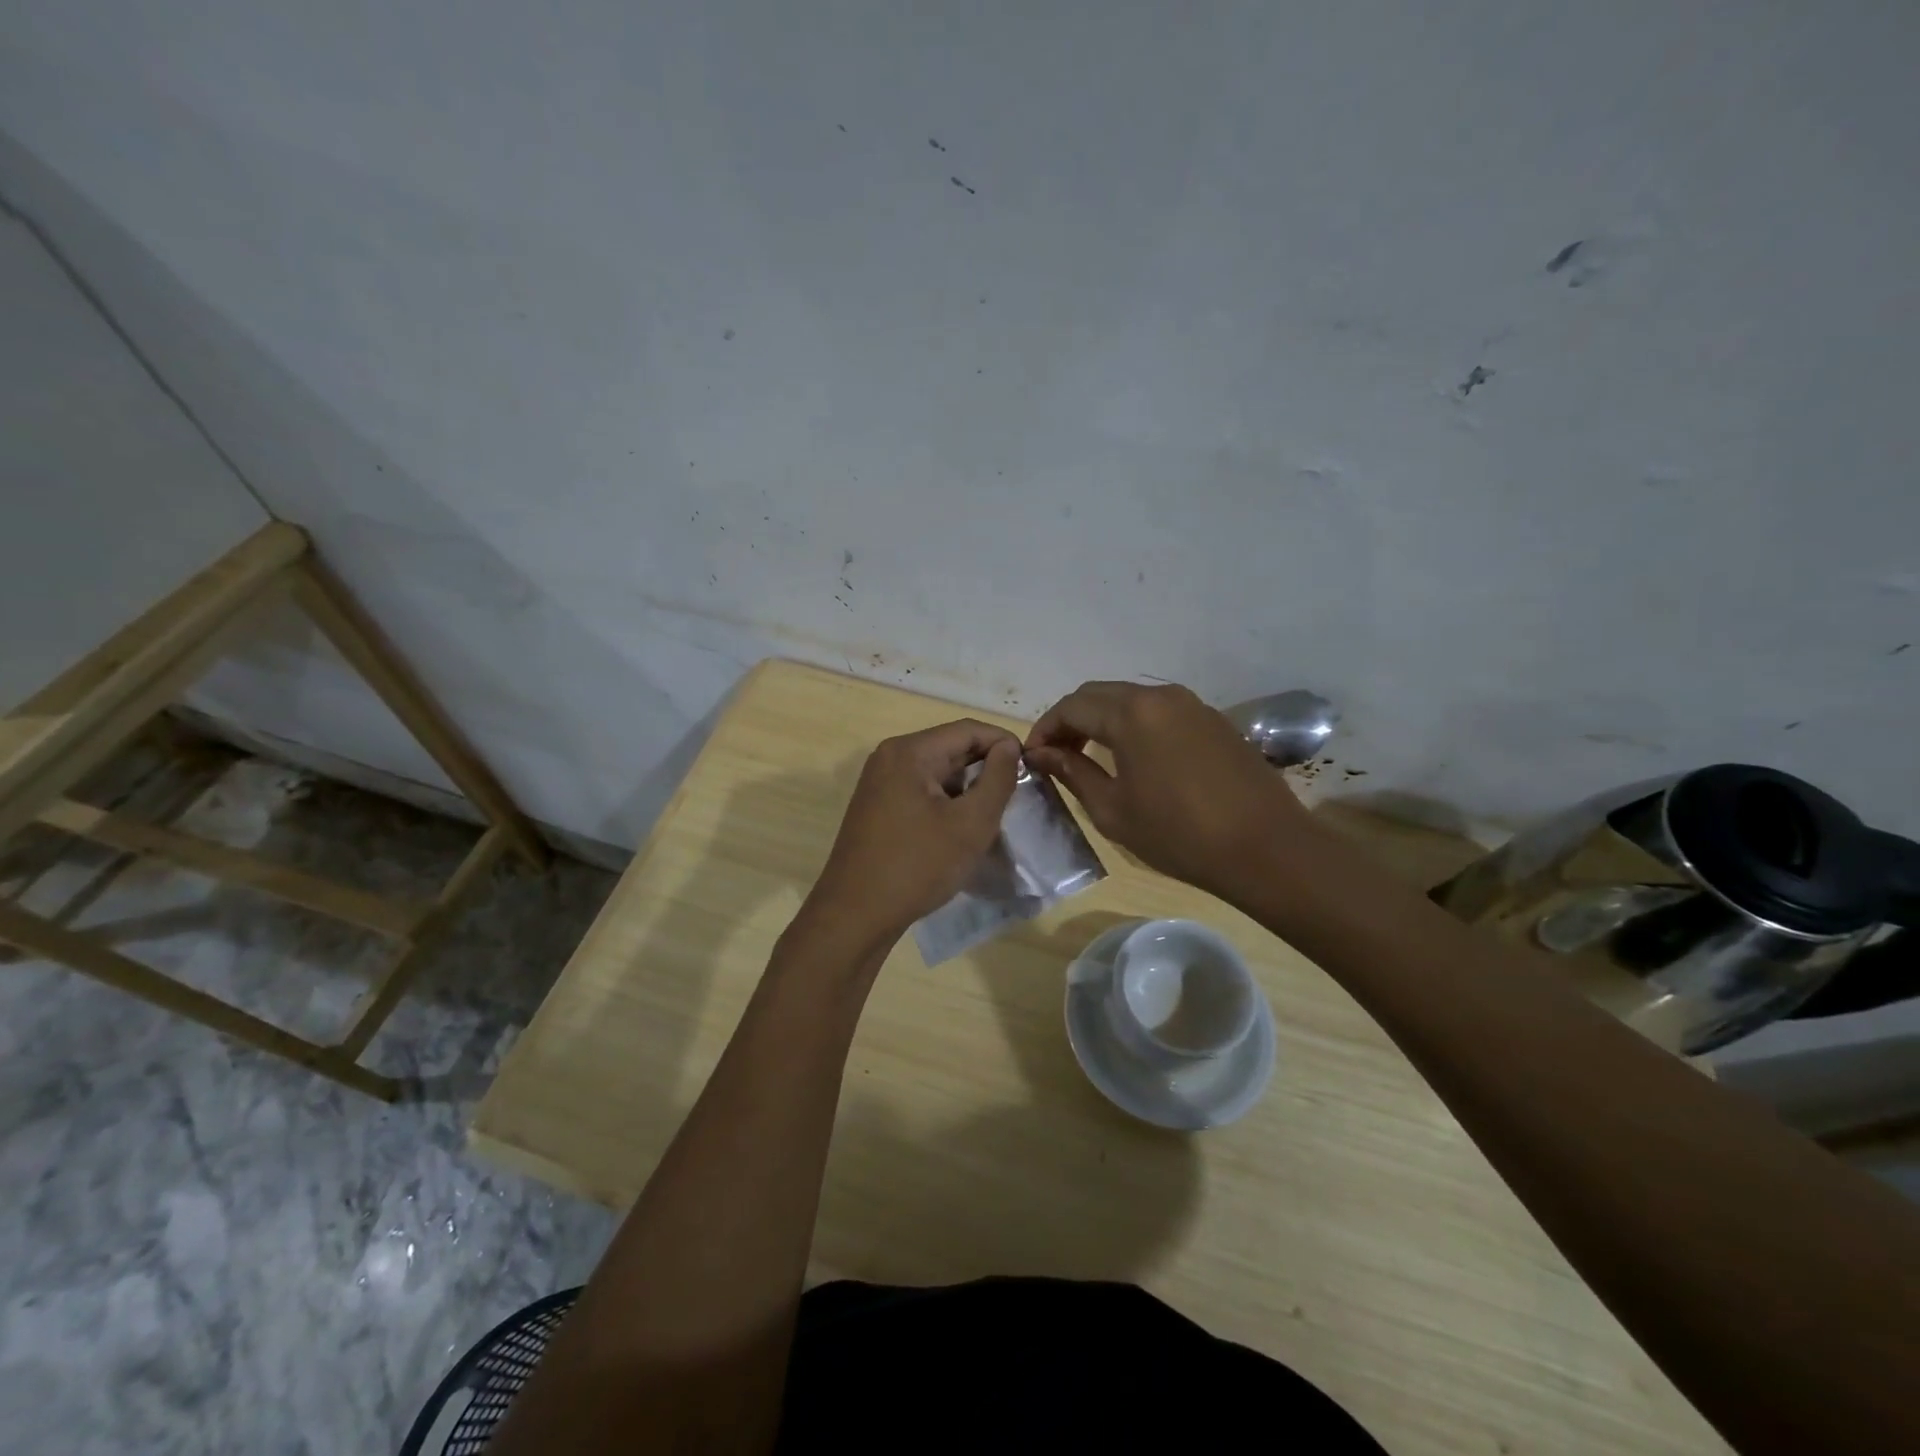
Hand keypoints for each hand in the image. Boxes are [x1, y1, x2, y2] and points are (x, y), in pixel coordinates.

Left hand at [806, 719, 1021, 942]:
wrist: (855, 915)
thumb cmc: (917, 866)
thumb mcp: (971, 824)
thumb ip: (998, 779)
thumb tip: (1009, 747)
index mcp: (909, 752)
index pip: (967, 729)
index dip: (1004, 743)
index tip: (1032, 768)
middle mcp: (889, 757)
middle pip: (950, 747)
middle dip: (986, 767)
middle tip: (1016, 794)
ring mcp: (879, 782)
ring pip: (936, 771)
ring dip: (967, 787)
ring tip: (993, 814)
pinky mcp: (877, 807)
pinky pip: (920, 790)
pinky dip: (946, 801)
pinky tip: (961, 828)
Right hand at [1026, 681, 1312, 900]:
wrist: (1265, 848)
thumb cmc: (1179, 834)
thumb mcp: (1113, 810)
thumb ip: (1073, 773)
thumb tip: (1043, 754)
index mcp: (1131, 713)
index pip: (1071, 706)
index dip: (1045, 728)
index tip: (1033, 757)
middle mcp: (1160, 695)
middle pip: (1099, 695)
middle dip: (1071, 720)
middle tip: (1057, 755)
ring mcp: (1191, 704)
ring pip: (1131, 699)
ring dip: (1102, 720)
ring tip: (1090, 756)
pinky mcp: (1212, 719)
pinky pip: (1159, 711)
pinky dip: (1134, 725)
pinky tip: (1133, 757)